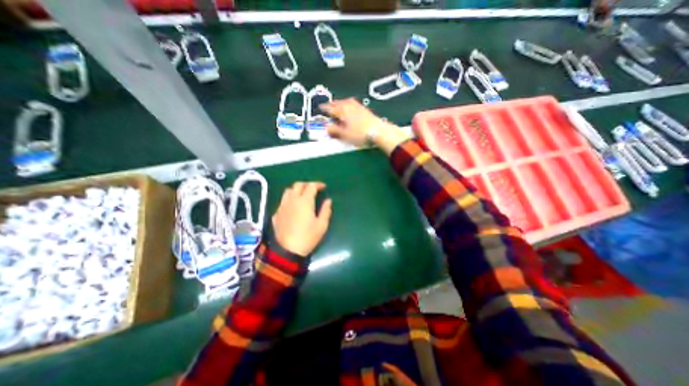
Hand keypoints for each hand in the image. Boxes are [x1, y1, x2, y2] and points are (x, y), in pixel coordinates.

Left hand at [271, 181, 331, 258]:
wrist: (287, 251)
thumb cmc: (308, 237)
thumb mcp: (322, 225)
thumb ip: (326, 210)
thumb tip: (328, 200)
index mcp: (305, 201)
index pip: (311, 186)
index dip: (318, 184)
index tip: (324, 187)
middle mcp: (292, 200)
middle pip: (298, 185)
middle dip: (307, 184)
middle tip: (314, 189)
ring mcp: (282, 206)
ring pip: (288, 191)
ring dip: (296, 190)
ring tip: (303, 195)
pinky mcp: (276, 213)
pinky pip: (283, 201)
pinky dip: (289, 200)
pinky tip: (293, 207)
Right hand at [322, 98, 409, 155]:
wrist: (378, 131)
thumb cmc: (361, 133)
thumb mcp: (344, 134)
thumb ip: (334, 130)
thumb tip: (327, 128)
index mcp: (342, 110)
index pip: (329, 108)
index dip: (324, 110)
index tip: (320, 109)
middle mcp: (349, 105)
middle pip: (337, 103)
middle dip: (331, 105)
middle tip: (327, 107)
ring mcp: (357, 106)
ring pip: (345, 103)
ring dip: (339, 105)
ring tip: (337, 108)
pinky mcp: (363, 109)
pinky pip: (351, 105)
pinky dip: (347, 106)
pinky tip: (349, 110)